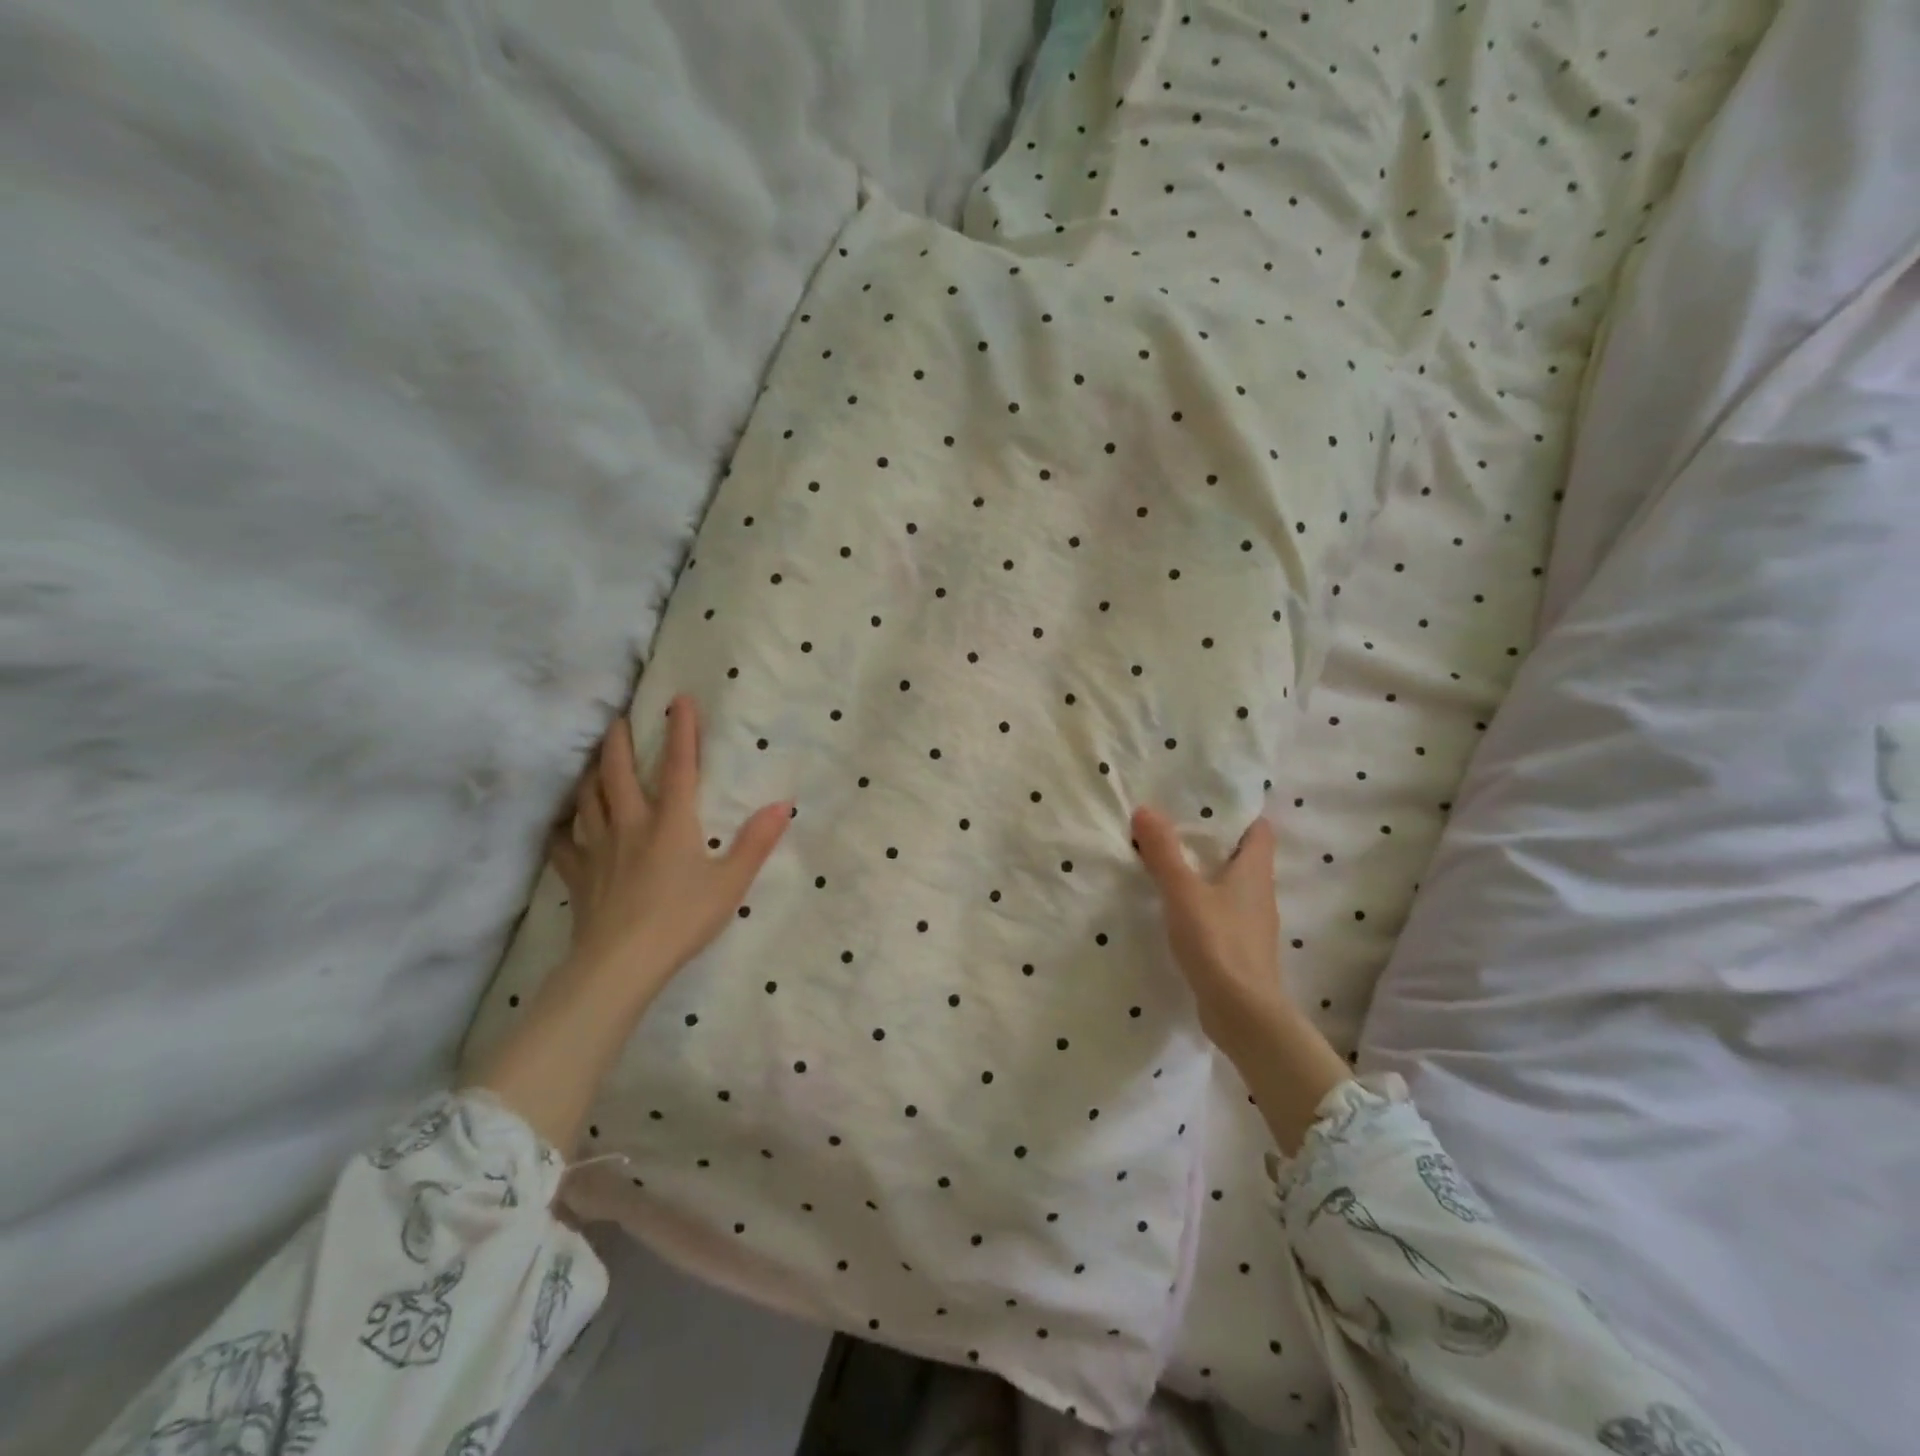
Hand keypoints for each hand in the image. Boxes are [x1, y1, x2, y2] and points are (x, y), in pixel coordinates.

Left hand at [471, 695, 788, 1154]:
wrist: (621, 963)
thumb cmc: (682, 920)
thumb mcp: (731, 883)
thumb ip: (756, 842)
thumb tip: (783, 804)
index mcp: (671, 822)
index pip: (679, 766)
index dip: (681, 731)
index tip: (678, 700)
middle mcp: (630, 824)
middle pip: (618, 772)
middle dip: (619, 741)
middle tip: (618, 719)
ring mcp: (598, 848)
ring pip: (587, 798)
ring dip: (590, 773)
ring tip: (591, 760)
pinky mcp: (579, 875)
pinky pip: (563, 843)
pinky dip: (561, 827)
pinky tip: (561, 824)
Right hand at [1133, 805, 1351, 1152]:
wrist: (1242, 1014)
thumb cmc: (1218, 943)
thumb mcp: (1183, 891)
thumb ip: (1164, 852)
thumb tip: (1145, 809)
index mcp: (1255, 871)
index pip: (1259, 829)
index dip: (1238, 814)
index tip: (1206, 804)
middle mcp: (1260, 893)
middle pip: (1243, 856)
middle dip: (1214, 841)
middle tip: (1176, 828)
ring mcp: (1252, 924)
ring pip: (1231, 886)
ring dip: (1207, 874)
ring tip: (1171, 864)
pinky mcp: (1240, 949)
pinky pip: (1222, 914)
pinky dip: (1203, 904)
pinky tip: (1177, 910)